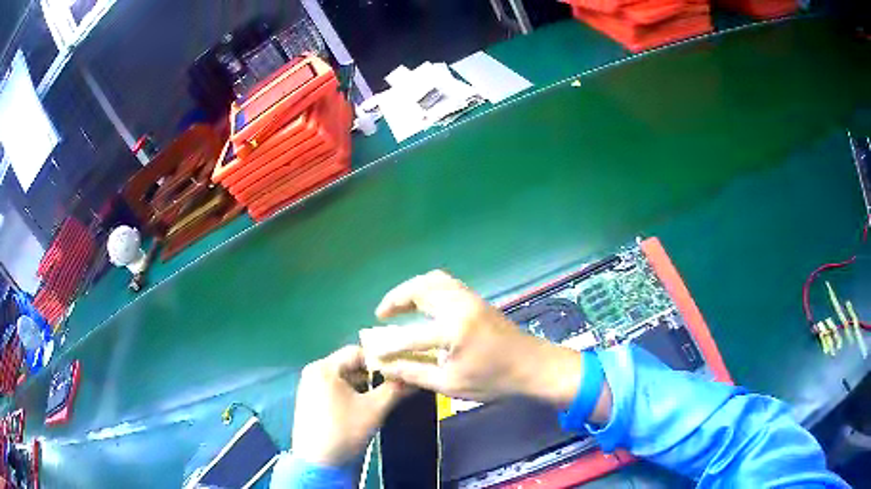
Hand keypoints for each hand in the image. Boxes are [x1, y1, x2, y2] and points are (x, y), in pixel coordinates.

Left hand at [291, 345, 405, 466]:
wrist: (318, 462)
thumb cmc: (344, 431)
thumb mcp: (373, 410)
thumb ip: (394, 389)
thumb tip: (415, 377)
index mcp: (325, 368)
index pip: (357, 352)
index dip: (381, 359)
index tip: (400, 369)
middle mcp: (314, 371)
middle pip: (350, 364)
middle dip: (373, 374)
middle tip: (395, 383)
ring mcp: (309, 387)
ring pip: (343, 378)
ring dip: (364, 385)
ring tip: (384, 395)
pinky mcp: (310, 401)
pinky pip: (335, 389)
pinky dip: (351, 393)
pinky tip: (364, 406)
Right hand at [363, 270, 608, 420]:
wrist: (534, 366)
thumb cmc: (495, 380)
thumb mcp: (451, 384)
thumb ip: (415, 374)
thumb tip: (386, 367)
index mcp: (453, 330)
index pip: (409, 336)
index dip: (387, 346)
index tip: (373, 352)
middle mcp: (459, 306)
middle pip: (420, 289)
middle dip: (396, 298)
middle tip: (383, 314)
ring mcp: (470, 299)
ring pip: (434, 280)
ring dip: (412, 289)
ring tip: (400, 306)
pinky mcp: (477, 299)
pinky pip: (447, 283)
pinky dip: (429, 288)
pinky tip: (424, 304)